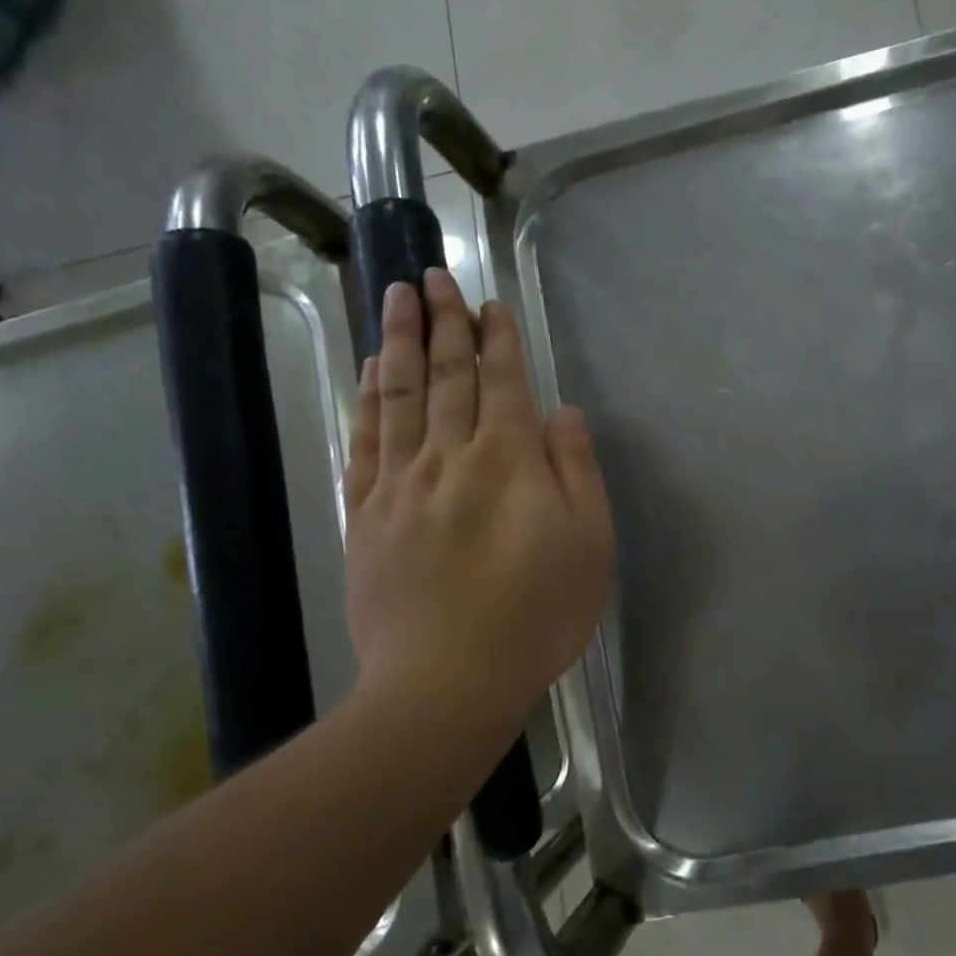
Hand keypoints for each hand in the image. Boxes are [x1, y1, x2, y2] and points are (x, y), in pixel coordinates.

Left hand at [342, 270, 613, 734]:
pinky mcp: (365, 515)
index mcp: (508, 462)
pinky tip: (372, 372)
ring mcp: (400, 484)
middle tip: (432, 275)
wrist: (448, 680)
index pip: (502, 382)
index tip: (488, 302)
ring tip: (396, 297)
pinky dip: (369, 399)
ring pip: (399, 396)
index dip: (497, 338)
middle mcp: (450, 457)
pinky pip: (366, 441)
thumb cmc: (536, 614)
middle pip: (447, 376)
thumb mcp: (589, 544)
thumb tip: (560, 412)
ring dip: (401, 341)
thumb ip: (576, 471)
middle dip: (444, 321)